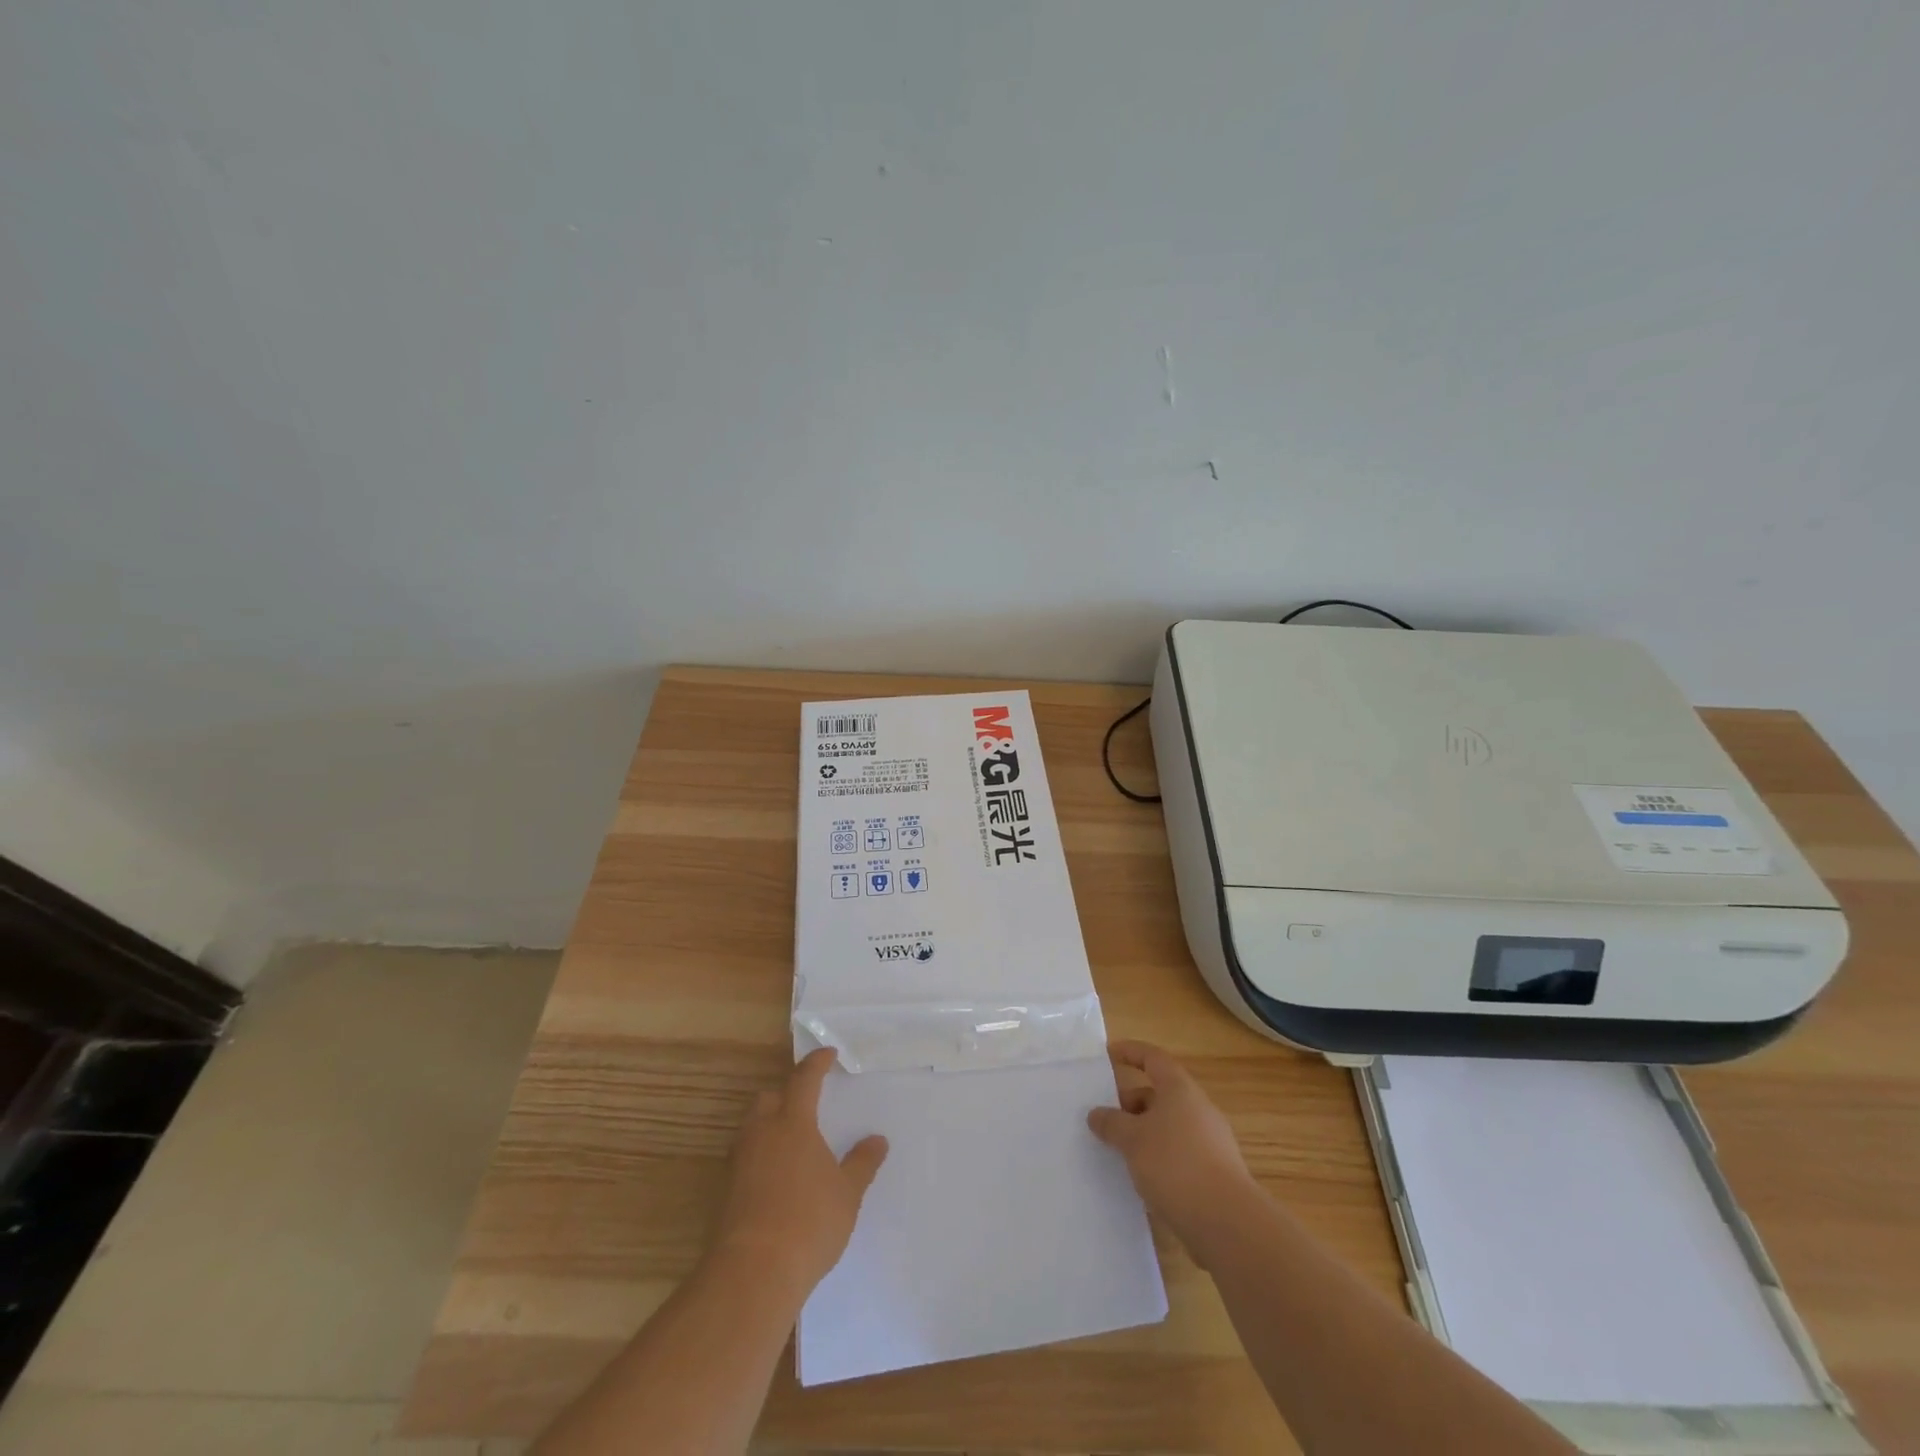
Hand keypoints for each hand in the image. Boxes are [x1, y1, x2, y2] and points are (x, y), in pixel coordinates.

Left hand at [713, 1048, 887, 1296]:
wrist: (753, 1272)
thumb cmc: (809, 1222)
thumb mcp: (847, 1193)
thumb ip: (862, 1163)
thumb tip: (878, 1140)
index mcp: (793, 1123)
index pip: (804, 1079)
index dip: (816, 1063)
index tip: (827, 1054)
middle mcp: (762, 1133)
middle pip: (768, 1098)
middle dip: (785, 1094)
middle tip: (806, 1103)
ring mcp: (740, 1162)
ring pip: (752, 1128)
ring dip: (770, 1125)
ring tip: (792, 1142)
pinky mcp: (726, 1191)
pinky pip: (745, 1158)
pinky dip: (760, 1157)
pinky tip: (777, 1178)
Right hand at [1088, 1041, 1255, 1247]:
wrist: (1228, 1223)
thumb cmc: (1175, 1165)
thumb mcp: (1132, 1140)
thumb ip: (1111, 1123)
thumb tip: (1097, 1114)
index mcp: (1180, 1089)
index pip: (1153, 1058)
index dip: (1130, 1052)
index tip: (1107, 1056)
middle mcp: (1198, 1108)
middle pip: (1160, 1094)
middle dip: (1130, 1103)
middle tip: (1105, 1120)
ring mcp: (1211, 1141)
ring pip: (1168, 1126)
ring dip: (1143, 1133)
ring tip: (1119, 1153)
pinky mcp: (1215, 1172)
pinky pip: (1179, 1152)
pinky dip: (1158, 1157)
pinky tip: (1143, 1179)